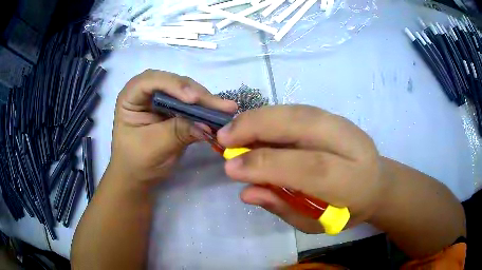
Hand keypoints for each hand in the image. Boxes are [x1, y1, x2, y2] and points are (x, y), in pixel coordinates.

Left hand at [108, 70, 237, 186]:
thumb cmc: (137, 162)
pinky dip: (205, 110)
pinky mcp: (174, 109)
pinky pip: (191, 104)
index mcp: (130, 97)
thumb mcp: (154, 147)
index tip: (193, 99)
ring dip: (205, 100)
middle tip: (220, 105)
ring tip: (226, 109)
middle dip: (196, 93)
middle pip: (173, 83)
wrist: (138, 176)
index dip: (172, 85)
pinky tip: (220, 113)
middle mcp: (146, 92)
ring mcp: (161, 99)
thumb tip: (207, 125)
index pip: (150, 81)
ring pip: (186, 91)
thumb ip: (178, 132)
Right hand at [217, 105, 384, 232]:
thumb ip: (284, 207)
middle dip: (259, 127)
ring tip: (233, 130)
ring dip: (261, 117)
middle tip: (224, 137)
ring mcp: (345, 125)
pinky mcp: (336, 116)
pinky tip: (253, 125)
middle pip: (305, 124)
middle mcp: (352, 144)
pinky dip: (272, 115)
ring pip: (299, 111)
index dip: (267, 164)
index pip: (310, 167)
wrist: (377, 184)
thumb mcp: (317, 223)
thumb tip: (246, 192)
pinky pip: (299, 110)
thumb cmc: (347, 211)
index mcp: (353, 180)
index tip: (231, 167)